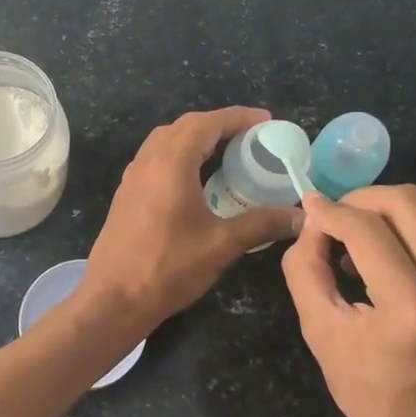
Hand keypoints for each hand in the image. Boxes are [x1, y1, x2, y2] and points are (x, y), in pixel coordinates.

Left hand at [79, 107, 303, 334]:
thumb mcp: (222, 245)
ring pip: (166, 141)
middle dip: (218, 125)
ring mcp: (133, 177)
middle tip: (250, 137)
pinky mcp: (127, 195)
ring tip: (227, 153)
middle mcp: (148, 161)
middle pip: (185, 127)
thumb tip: (301, 216)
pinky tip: (197, 180)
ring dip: (196, 139)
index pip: (206, 123)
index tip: (266, 121)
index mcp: (171, 163)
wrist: (114, 298)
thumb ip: (262, 224)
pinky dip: (180, 156)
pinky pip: (156, 159)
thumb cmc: (168, 267)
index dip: (238, 117)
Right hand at [282, 185, 415, 416]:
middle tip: (338, 216)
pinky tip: (402, 250)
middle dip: (364, 198)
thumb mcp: (321, 336)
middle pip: (410, 204)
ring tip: (368, 235)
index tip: (309, 206)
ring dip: (396, 211)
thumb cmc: (373, 403)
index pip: (364, 229)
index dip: (330, 211)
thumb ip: (306, 271)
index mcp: (409, 309)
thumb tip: (311, 224)